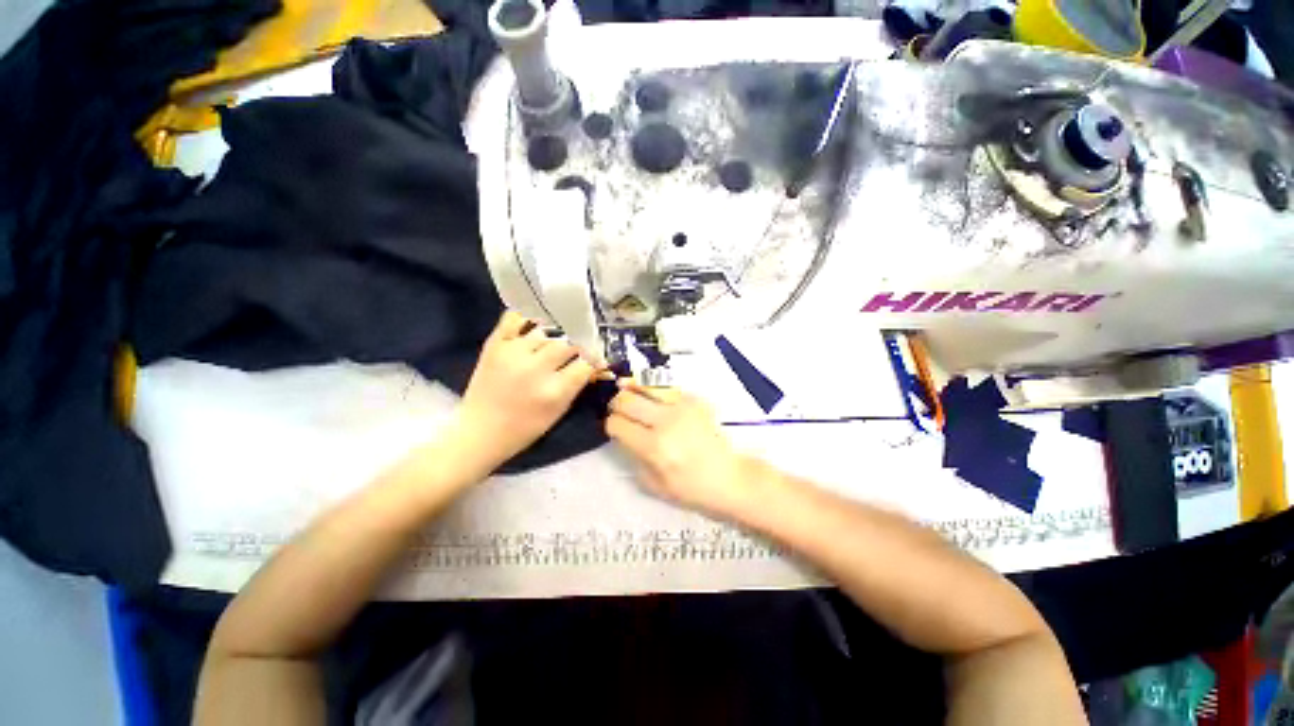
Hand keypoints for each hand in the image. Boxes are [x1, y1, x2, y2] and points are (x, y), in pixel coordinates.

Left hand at [451, 311, 596, 471]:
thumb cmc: (525, 427)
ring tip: (561, 334)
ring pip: (546, 330)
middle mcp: (535, 368)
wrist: (479, 430)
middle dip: (580, 343)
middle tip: (582, 344)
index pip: (586, 363)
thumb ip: (578, 384)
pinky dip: (528, 314)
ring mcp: (512, 352)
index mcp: (554, 390)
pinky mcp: (494, 344)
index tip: (599, 355)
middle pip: (569, 343)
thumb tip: (595, 362)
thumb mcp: (559, 411)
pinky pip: (515, 317)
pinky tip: (538, 317)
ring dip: (557, 332)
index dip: (596, 357)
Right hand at [606, 381, 757, 516]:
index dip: (610, 424)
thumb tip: (623, 435)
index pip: (617, 424)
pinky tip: (653, 395)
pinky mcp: (695, 400)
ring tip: (627, 387)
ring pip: (646, 385)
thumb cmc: (692, 488)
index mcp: (654, 447)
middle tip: (619, 408)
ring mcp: (682, 407)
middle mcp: (665, 422)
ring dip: (633, 387)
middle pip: (627, 400)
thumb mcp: (654, 485)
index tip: (614, 427)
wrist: (729, 477)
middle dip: (617, 403)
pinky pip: (668, 388)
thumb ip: (633, 458)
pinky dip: (656, 390)